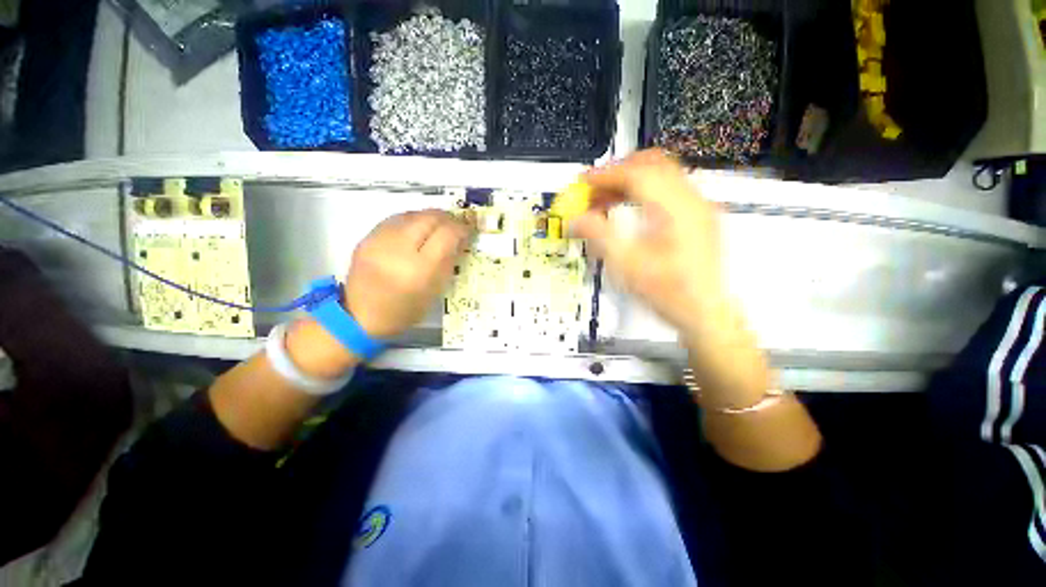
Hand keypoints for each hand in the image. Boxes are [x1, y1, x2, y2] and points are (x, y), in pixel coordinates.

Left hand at [345, 209, 469, 338]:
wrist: (361, 315)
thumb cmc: (405, 310)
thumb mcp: (435, 291)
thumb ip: (448, 262)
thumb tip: (459, 240)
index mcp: (420, 269)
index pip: (446, 235)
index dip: (461, 228)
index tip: (467, 230)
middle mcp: (399, 249)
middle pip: (429, 218)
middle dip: (446, 218)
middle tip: (455, 224)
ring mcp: (380, 240)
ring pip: (412, 214)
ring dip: (429, 216)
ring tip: (437, 225)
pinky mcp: (367, 237)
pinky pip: (395, 218)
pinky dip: (411, 220)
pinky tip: (417, 227)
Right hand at [572, 149, 725, 337]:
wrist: (703, 313)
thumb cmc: (670, 293)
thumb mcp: (627, 265)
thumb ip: (598, 236)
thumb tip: (575, 220)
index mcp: (676, 210)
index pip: (636, 174)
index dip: (605, 176)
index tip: (582, 183)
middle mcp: (691, 201)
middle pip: (651, 165)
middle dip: (616, 173)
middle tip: (593, 190)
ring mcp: (697, 207)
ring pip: (659, 175)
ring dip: (628, 182)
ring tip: (605, 201)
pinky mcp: (696, 217)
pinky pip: (666, 190)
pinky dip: (642, 193)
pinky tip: (627, 210)